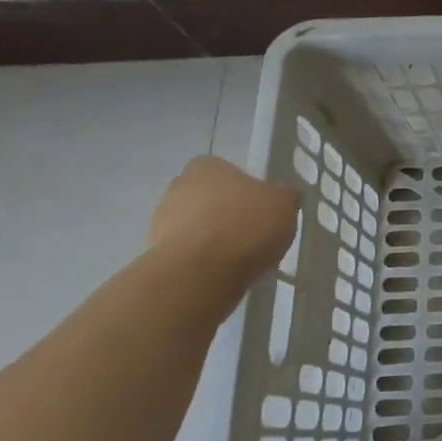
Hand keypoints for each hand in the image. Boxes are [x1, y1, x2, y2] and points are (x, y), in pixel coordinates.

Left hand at [148, 156, 299, 280]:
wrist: (201, 273)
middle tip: (253, 233)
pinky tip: (224, 273)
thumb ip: (284, 196)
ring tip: (241, 259)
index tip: (261, 208)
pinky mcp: (157, 256)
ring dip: (213, 238)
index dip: (245, 190)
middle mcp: (177, 187)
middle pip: (208, 198)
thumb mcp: (285, 203)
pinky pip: (188, 254)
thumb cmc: (245, 224)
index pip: (226, 171)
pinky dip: (204, 261)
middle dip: (226, 213)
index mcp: (206, 166)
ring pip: (196, 226)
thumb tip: (284, 196)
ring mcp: (160, 222)